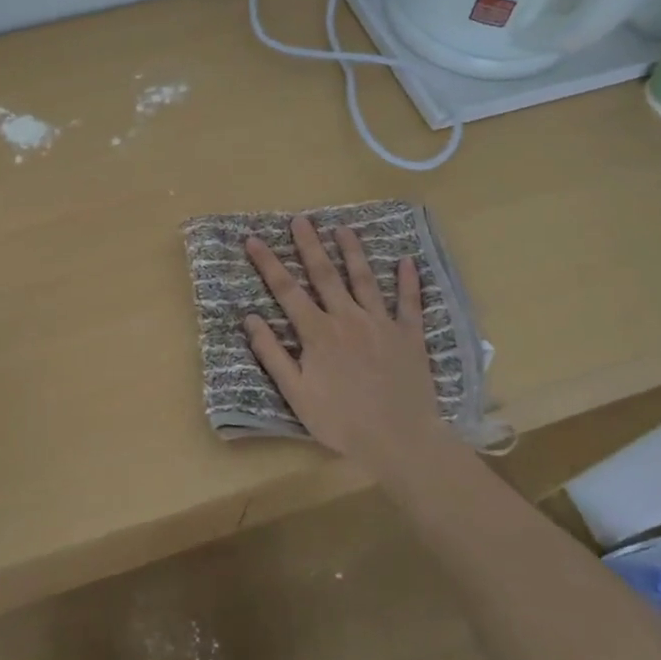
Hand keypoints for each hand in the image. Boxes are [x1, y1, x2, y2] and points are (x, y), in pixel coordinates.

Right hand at [242, 216, 445, 474]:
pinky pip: (409, 303)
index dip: (268, 264)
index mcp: (318, 333)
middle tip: (300, 219)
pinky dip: (408, 281)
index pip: (286, 291)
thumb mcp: (296, 394)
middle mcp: (348, 318)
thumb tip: (250, 319)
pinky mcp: (409, 336)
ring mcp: (381, 324)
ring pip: (365, 279)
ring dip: (353, 251)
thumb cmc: (341, 421)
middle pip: (325, 275)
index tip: (254, 240)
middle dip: (309, 245)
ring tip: (343, 227)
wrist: (399, 440)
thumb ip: (273, 355)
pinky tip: (407, 261)